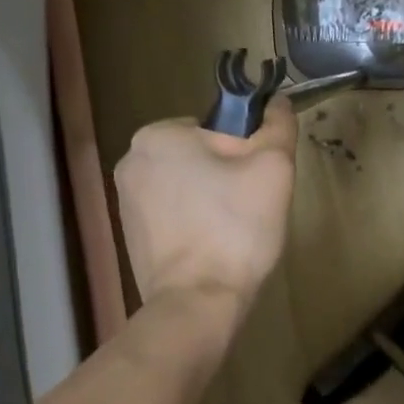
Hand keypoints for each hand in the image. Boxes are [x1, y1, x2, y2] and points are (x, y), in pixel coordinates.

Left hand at [113, 97, 297, 310]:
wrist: (198, 302)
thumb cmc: (235, 229)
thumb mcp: (273, 168)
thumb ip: (278, 127)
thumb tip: (277, 101)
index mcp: (157, 135)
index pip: (216, 131)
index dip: (245, 155)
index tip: (255, 186)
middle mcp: (131, 161)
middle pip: (199, 159)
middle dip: (225, 180)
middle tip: (247, 213)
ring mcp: (125, 202)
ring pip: (186, 189)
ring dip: (210, 204)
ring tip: (229, 236)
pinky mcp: (130, 236)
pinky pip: (172, 218)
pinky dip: (192, 227)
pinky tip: (209, 252)